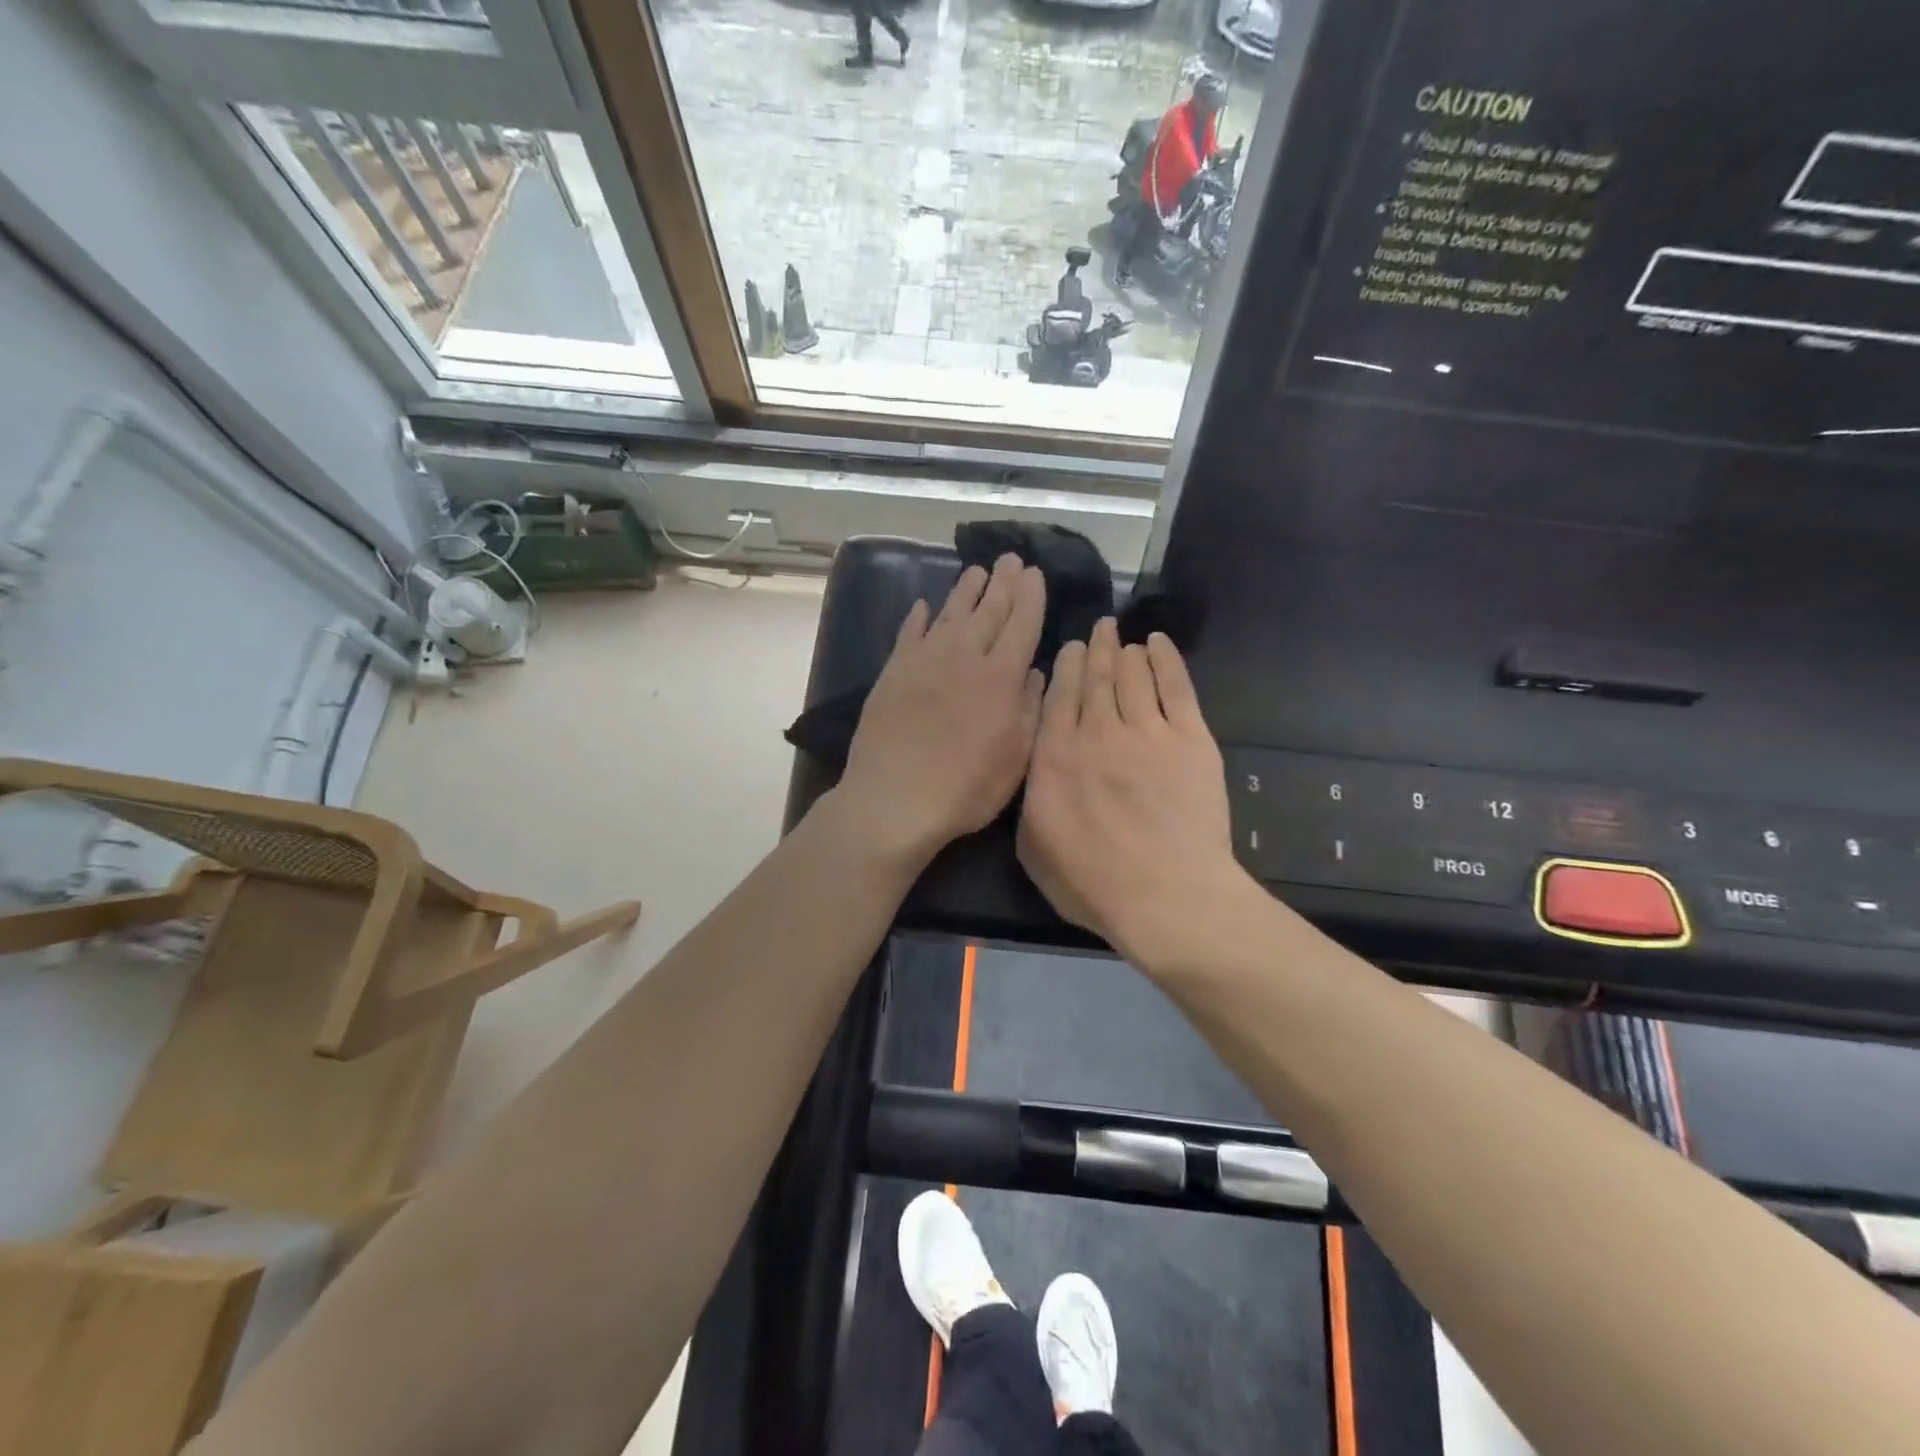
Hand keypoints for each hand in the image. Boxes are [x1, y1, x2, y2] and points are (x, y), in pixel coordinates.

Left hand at [837, 554, 1045, 862]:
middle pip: (988, 610)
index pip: (1022, 624)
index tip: (1035, 574)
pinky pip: (909, 634)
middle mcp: (965, 657)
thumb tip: (1036, 672)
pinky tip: (924, 605)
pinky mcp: (894, 672)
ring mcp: (925, 661)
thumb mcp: (1016, 758)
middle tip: (1011, 559)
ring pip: (950, 614)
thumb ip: (1030, 709)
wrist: (895, 797)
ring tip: (977, 571)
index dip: (1030, 597)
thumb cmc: (965, 787)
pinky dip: (919, 617)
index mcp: (1001, 677)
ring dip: (966, 591)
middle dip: (1003, 583)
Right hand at [1017, 619, 1243, 970]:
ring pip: (1133, 675)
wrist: (1165, 896)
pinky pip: (1176, 686)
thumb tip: (1037, 768)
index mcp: (1054, 756)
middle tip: (1101, 627)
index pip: (1059, 697)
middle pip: (1096, 678)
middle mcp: (1097, 732)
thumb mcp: (1032, 848)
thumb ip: (1030, 798)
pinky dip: (1166, 660)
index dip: (1066, 667)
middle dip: (1097, 648)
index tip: (1071, 648)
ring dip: (1127, 652)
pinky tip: (1158, 644)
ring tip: (1126, 639)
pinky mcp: (1190, 739)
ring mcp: (1147, 732)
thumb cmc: (1091, 884)